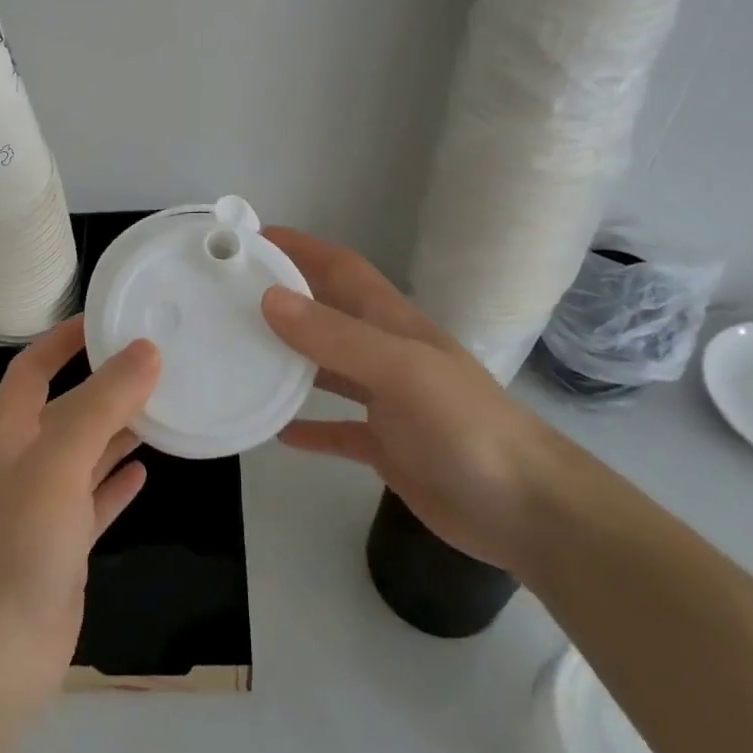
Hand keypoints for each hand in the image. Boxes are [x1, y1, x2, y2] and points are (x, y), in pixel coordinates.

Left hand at [0, 318, 157, 704]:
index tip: (107, 319)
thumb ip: (102, 404)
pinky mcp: (65, 548)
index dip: (63, 340)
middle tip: (157, 364)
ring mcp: (44, 508)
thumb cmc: (18, 542)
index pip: (33, 368)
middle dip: (104, 385)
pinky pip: (96, 502)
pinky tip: (146, 473)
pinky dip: (118, 484)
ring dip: (119, 432)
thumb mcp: (59, 460)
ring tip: (164, 409)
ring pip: (86, 454)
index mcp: (11, 432)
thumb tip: (146, 351)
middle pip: (67, 408)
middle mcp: (25, 463)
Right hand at [260, 228, 562, 575]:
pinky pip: (337, 429)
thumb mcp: (399, 371)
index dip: (300, 248)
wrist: (525, 510)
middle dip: (284, 298)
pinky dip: (308, 426)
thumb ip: (336, 337)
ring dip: (289, 359)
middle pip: (327, 313)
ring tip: (240, 355)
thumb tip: (269, 299)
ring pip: (327, 369)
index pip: (340, 268)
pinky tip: (276, 433)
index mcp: (391, 323)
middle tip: (228, 299)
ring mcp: (386, 401)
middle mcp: (386, 353)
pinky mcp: (386, 447)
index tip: (250, 241)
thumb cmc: (463, 426)